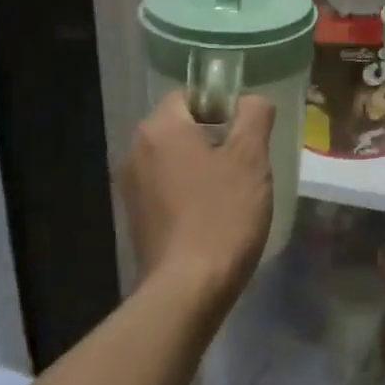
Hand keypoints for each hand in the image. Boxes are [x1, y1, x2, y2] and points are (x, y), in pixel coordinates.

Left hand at [121, 90, 275, 300]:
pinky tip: (211, 216)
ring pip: (174, 159)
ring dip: (201, 166)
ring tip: (232, 193)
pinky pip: (166, 188)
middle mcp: (135, 151)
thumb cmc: (222, 215)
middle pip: (180, 127)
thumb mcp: (250, 159)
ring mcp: (131, 187)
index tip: (246, 134)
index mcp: (160, 129)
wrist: (188, 288)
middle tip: (246, 164)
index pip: (189, 96)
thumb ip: (254, 117)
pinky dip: (188, 192)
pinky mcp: (135, 217)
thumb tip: (251, 100)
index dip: (221, 106)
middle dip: (214, 138)